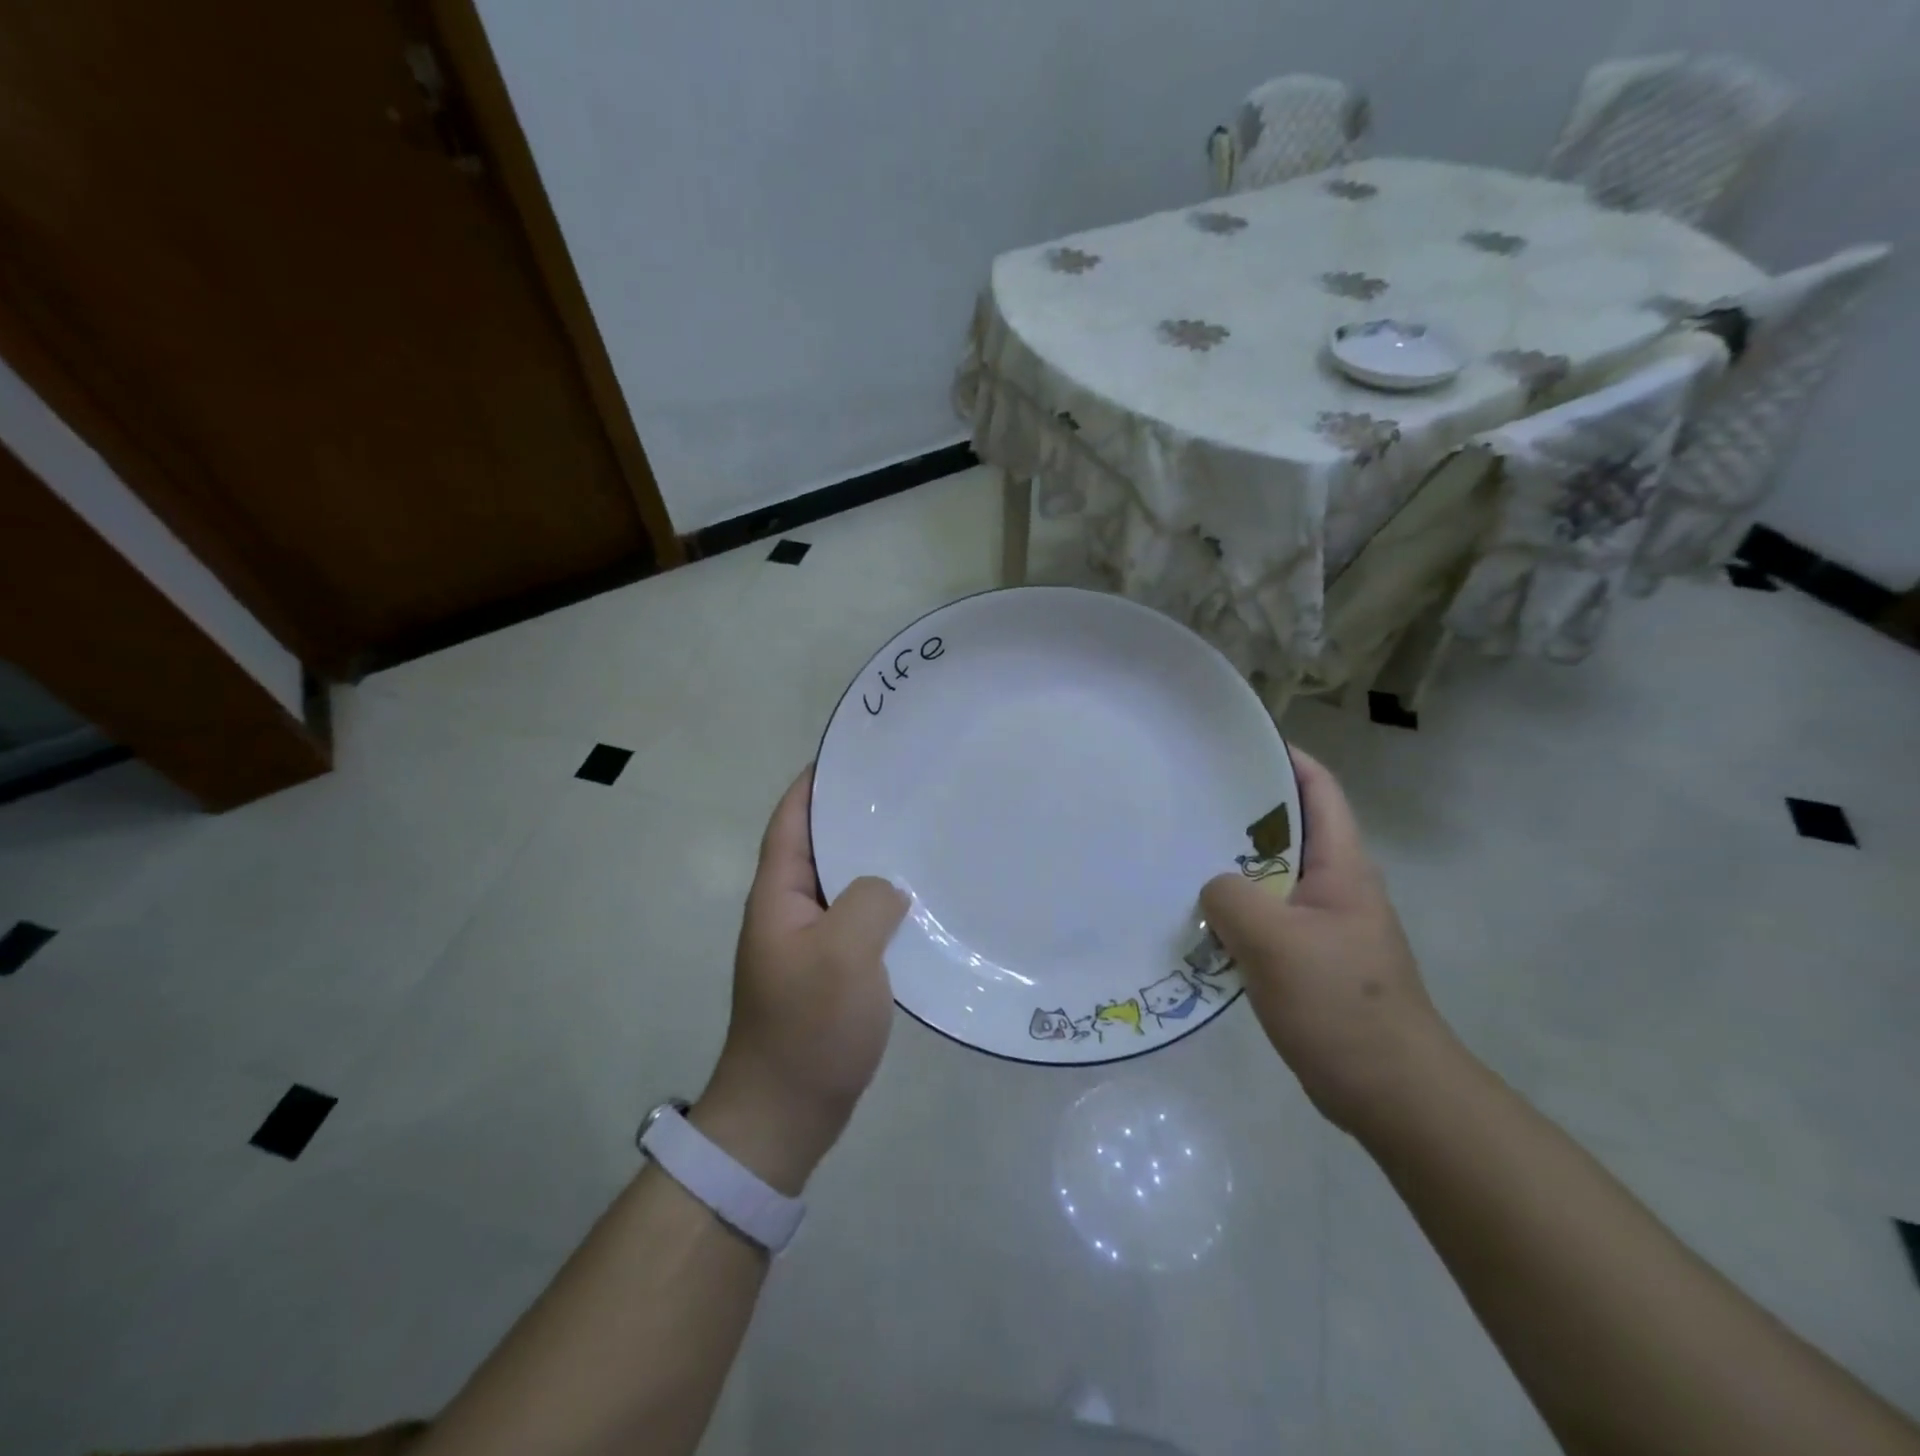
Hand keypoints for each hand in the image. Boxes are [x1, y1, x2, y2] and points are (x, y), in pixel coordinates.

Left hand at [693, 768, 908, 1193]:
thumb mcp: (842, 953)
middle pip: (820, 844)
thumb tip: (889, 888)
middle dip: (854, 813)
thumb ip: (868, 901)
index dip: (816, 781)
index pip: (792, 819)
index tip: (856, 752)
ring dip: (873, 857)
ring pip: (844, 881)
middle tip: (906, 788)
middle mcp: (790, 909)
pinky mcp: (832, 969)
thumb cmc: (807, 1027)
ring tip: (921, 832)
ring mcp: (810, 941)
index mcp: (778, 894)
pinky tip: (921, 898)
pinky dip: (885, 900)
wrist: (785, 1114)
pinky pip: (859, 918)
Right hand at [1201, 748, 1444, 1133]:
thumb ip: (1231, 897)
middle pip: (1288, 827)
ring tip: (1179, 849)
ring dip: (1232, 863)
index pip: (1318, 789)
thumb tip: (1212, 887)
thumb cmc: (1341, 1006)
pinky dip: (1233, 907)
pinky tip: (1195, 914)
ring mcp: (1323, 923)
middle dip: (1241, 808)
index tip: (1232, 742)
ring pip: (1270, 874)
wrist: (1392, 1092)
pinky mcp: (1308, 958)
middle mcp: (1335, 885)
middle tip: (1185, 796)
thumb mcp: (1275, 943)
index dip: (1283, 756)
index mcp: (1342, 867)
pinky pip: (1264, 915)